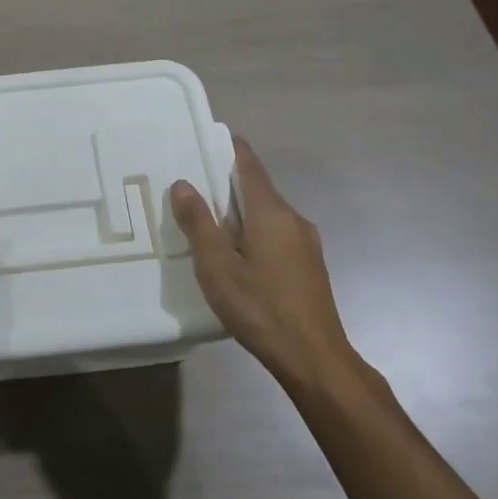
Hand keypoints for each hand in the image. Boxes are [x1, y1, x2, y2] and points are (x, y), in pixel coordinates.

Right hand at [170, 138, 356, 391]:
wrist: (315, 359)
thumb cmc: (261, 307)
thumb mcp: (217, 267)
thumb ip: (198, 223)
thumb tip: (183, 183)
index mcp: (271, 212)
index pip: (249, 163)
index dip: (228, 147)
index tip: (203, 139)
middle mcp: (293, 218)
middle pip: (257, 187)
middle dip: (225, 181)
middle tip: (191, 184)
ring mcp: (305, 243)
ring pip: (266, 213)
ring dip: (238, 210)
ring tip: (207, 220)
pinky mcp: (308, 266)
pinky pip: (275, 233)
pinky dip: (252, 230)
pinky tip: (235, 253)